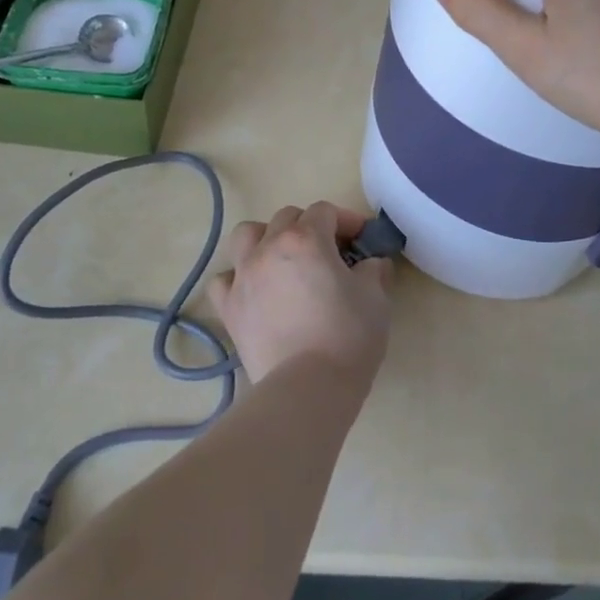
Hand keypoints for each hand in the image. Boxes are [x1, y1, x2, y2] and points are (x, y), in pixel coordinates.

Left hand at [206, 202, 392, 389]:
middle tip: (330, 252)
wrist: (308, 388)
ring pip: (247, 235)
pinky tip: (254, 291)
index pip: (325, 211)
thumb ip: (373, 271)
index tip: (363, 240)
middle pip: (287, 217)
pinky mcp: (228, 308)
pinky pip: (224, 279)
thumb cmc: (348, 337)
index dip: (347, 220)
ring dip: (266, 238)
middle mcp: (269, 248)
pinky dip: (237, 278)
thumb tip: (372, 263)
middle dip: (310, 226)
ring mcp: (243, 276)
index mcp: (306, 239)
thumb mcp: (376, 299)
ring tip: (283, 259)